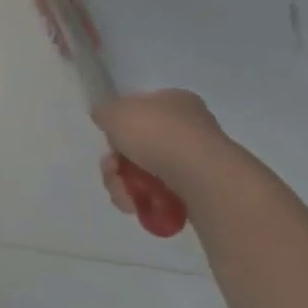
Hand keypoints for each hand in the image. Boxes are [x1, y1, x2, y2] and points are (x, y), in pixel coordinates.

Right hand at [92, 89, 237, 215]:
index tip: (110, 139)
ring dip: (125, 185)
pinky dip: (145, 202)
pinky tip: (138, 206)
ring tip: (124, 195)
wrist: (203, 178)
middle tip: (112, 170)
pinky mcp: (201, 193)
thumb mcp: (114, 112)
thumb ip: (104, 112)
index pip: (141, 109)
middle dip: (117, 162)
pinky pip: (163, 196)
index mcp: (175, 101)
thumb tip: (107, 120)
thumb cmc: (157, 134)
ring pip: (146, 173)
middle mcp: (190, 128)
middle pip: (139, 145)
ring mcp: (197, 162)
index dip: (119, 125)